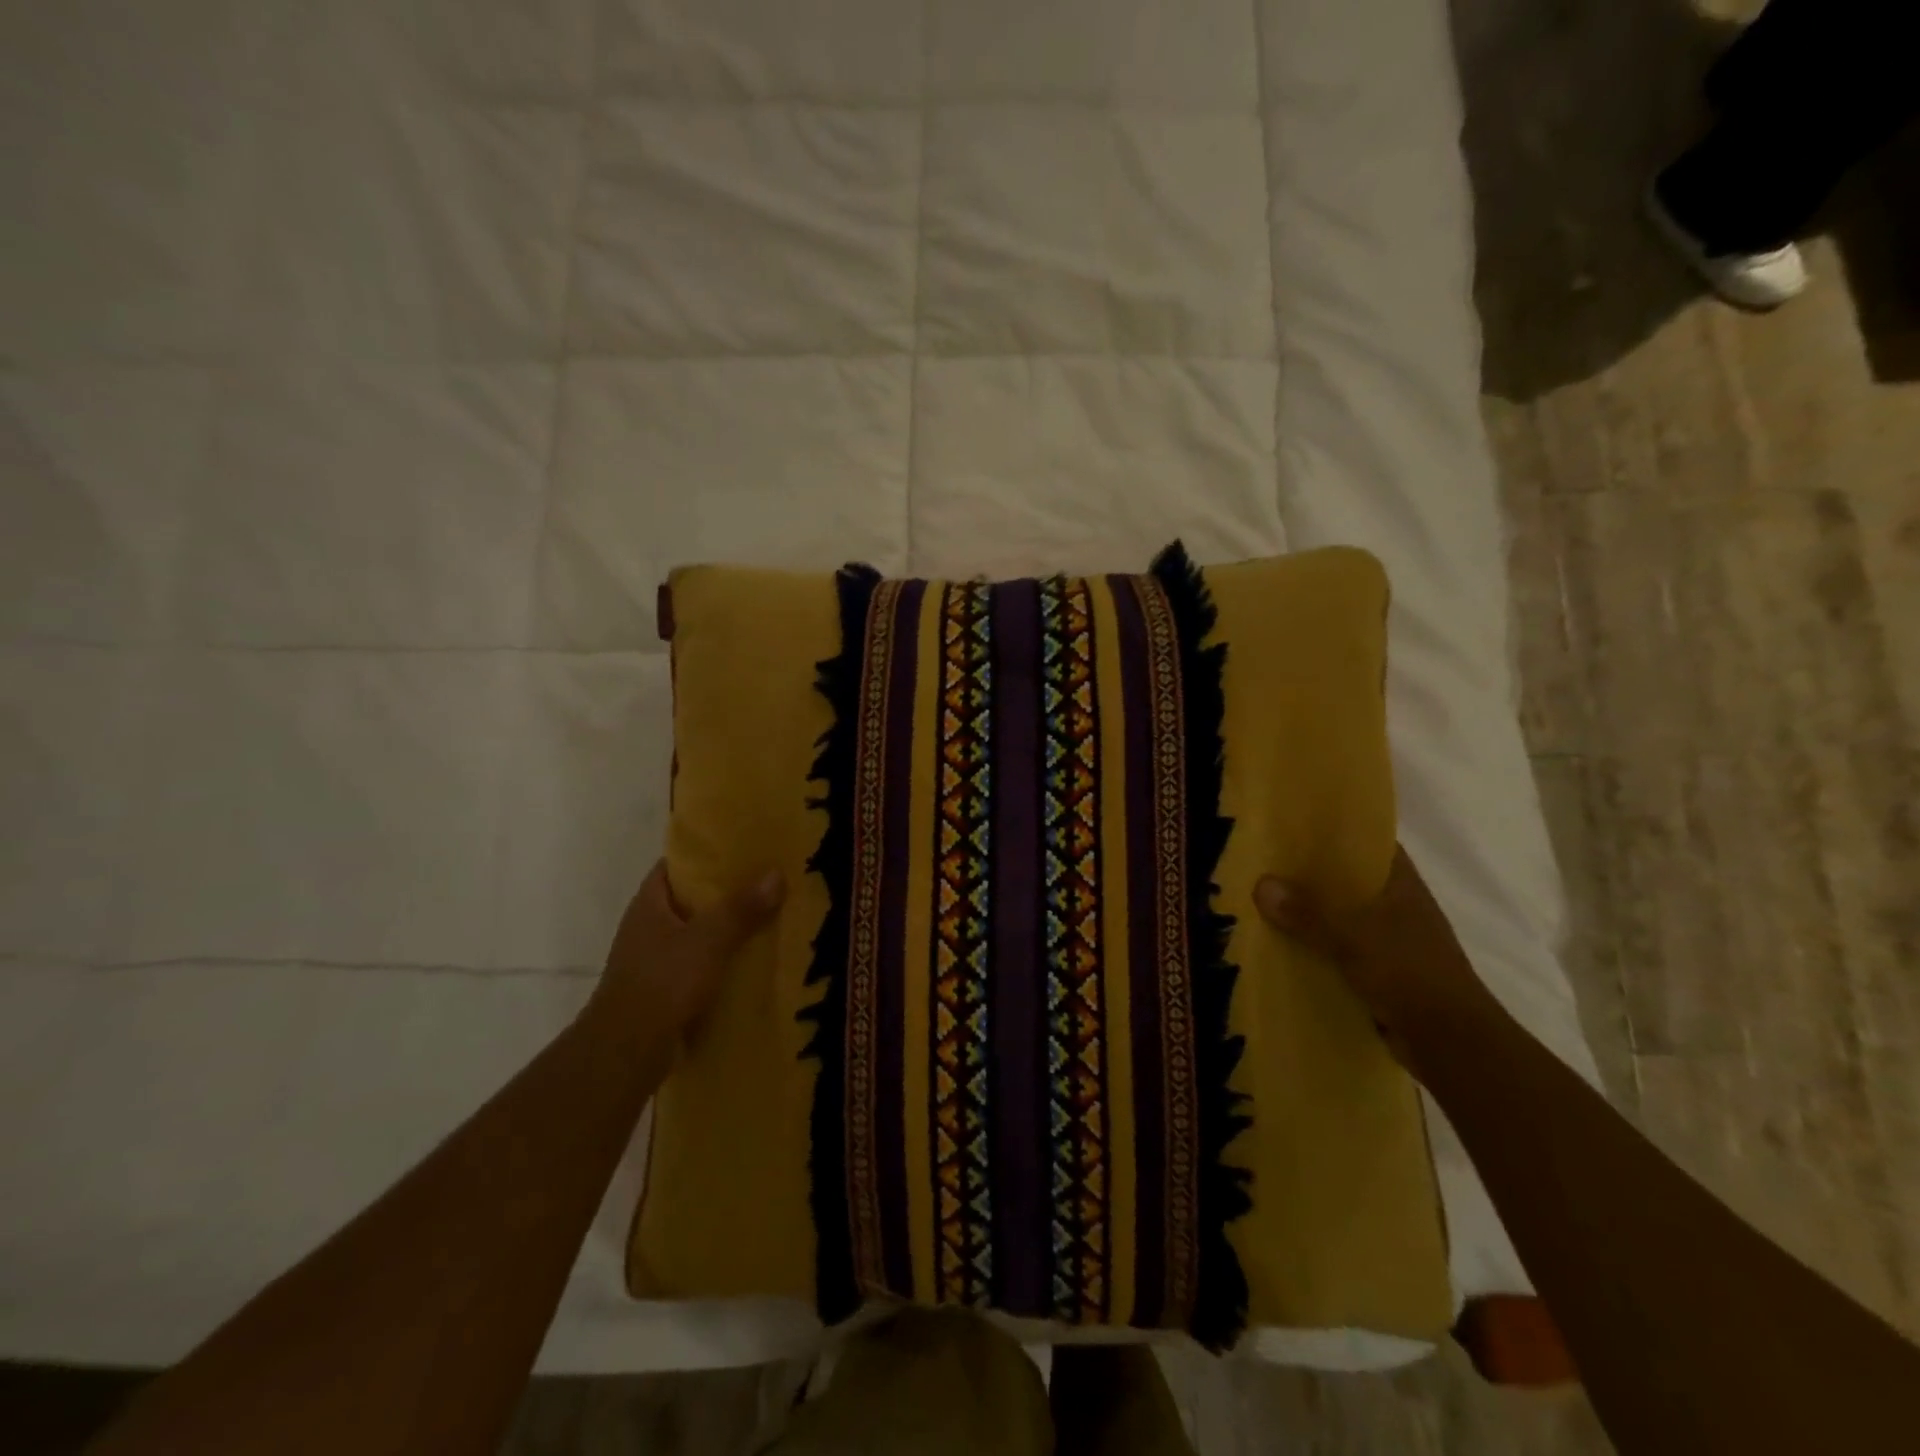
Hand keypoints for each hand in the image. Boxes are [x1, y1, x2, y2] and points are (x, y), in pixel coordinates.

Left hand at [593, 862, 784, 1041]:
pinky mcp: (666, 990)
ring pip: (699, 934)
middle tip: (769, 881)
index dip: (707, 854)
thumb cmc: (661, 983)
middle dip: (727, 892)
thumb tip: (776, 873)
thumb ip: (741, 908)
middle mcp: (649, 927)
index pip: (677, 865)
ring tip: (771, 918)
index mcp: (649, 904)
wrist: (627, 1052)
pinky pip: (702, 965)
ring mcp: (656, 960)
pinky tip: (755, 961)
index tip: (744, 848)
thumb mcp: (708, 940)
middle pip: (692, 899)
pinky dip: (724, 961)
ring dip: (728, 929)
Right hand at [1254, 847, 1496, 1075]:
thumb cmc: (1411, 974)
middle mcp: (1396, 907)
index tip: (1295, 824)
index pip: (1369, 843)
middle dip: (1310, 874)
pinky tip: (1280, 947)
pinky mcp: (1379, 973)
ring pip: (1340, 916)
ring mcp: (1389, 942)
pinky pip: (1337, 950)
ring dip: (1309, 913)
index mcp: (1401, 885)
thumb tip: (1260, 884)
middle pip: (1347, 880)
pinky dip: (1314, 947)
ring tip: (1261, 902)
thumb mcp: (1353, 937)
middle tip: (1263, 862)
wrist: (1453, 1045)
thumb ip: (1308, 911)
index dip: (1336, 831)